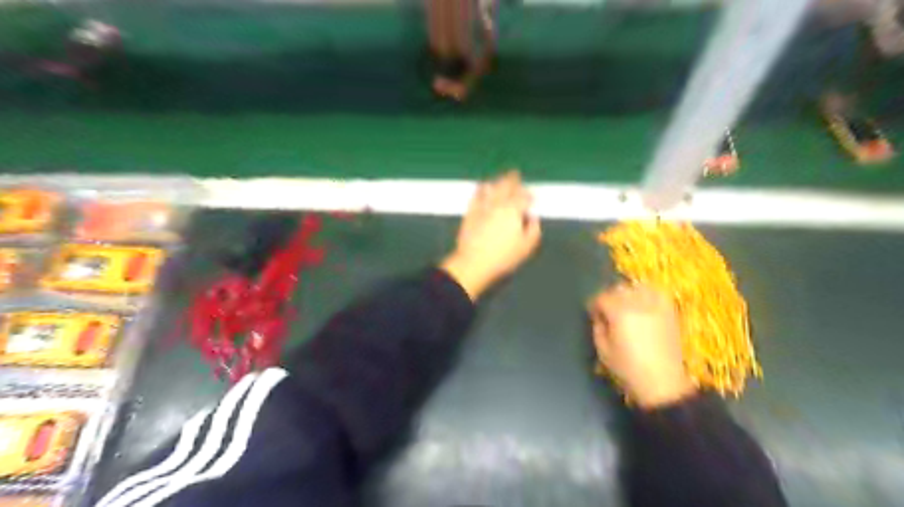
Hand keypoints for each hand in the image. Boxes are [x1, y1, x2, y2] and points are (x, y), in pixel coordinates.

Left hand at [443, 169, 538, 300]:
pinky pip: (476, 194)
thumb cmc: (503, 257)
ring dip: (498, 181)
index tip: (532, 198)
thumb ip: (534, 230)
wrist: (474, 262)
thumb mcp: (527, 247)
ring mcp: (482, 205)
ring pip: (492, 186)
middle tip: (516, 175)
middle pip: (507, 185)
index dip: (529, 195)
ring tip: (501, 179)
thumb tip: (532, 218)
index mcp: (514, 210)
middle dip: (513, 180)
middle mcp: (498, 203)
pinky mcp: (470, 211)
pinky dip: (482, 188)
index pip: (524, 196)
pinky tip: (483, 187)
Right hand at [591, 283, 693, 408]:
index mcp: (620, 313)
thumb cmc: (628, 368)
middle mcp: (639, 304)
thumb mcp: (603, 350)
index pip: (602, 298)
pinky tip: (643, 304)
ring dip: (629, 293)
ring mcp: (657, 307)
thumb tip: (600, 316)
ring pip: (639, 287)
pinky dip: (648, 294)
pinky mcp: (670, 312)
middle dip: (610, 297)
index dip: (595, 305)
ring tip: (626, 305)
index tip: (593, 313)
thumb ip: (598, 327)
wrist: (663, 383)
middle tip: (607, 310)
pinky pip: (658, 294)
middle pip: (620, 289)